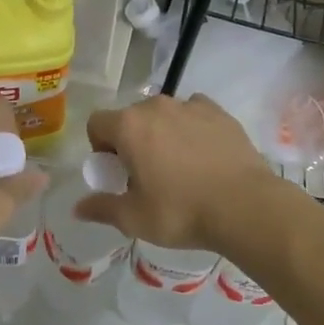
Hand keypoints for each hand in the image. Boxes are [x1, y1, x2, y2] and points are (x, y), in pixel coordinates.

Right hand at [74, 94, 272, 250]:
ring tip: (178, 166)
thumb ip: (102, 208)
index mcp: (129, 126)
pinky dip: (191, 128)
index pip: (97, 124)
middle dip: (130, 141)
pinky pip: (194, 114)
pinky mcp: (220, 113)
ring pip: (164, 115)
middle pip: (130, 117)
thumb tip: (78, 208)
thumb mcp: (134, 218)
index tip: (116, 173)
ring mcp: (191, 106)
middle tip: (145, 174)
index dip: (100, 148)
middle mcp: (157, 106)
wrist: (245, 206)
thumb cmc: (181, 212)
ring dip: (161, 133)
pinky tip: (202, 155)